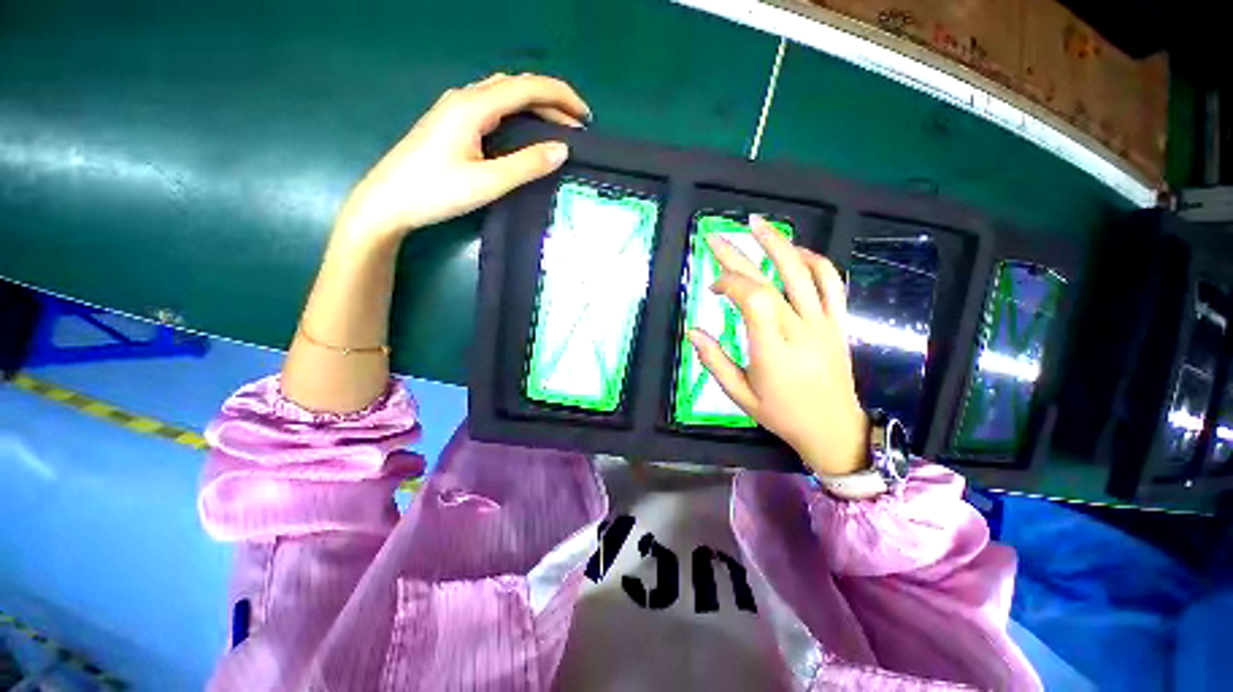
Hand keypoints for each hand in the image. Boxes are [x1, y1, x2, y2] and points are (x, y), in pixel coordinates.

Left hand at [334, 72, 590, 242]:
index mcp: (473, 106)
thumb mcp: (487, 182)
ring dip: (535, 105)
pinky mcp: (451, 123)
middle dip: (552, 100)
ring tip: (559, 125)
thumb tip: (563, 150)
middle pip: (516, 86)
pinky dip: (518, 113)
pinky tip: (526, 130)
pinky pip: (493, 106)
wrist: (388, 202)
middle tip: (577, 125)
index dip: (561, 97)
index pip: (527, 88)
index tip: (586, 118)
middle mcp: (464, 98)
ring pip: (504, 94)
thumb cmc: (436, 192)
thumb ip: (527, 165)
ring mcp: (455, 109)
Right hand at [687, 216, 868, 475]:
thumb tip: (691, 331)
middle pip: (769, 279)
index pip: (752, 298)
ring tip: (757, 224)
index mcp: (772, 350)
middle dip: (737, 255)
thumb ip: (714, 361)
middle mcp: (799, 329)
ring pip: (803, 271)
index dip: (729, 282)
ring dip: (778, 243)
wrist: (834, 428)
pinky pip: (831, 282)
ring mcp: (823, 322)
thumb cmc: (781, 414)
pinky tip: (795, 251)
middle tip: (714, 237)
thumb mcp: (739, 394)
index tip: (713, 288)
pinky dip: (813, 260)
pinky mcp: (837, 321)